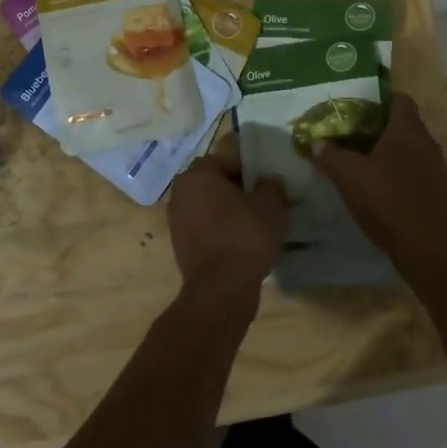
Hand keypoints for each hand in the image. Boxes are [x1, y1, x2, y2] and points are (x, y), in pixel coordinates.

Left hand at [167, 136, 289, 301]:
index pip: (225, 159)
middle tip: (261, 201)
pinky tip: (240, 243)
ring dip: (227, 211)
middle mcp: (180, 192)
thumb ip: (271, 185)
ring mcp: (176, 220)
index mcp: (198, 173)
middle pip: (213, 182)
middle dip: (235, 189)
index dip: (248, 169)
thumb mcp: (270, 204)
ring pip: (207, 206)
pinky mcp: (179, 246)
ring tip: (253, 223)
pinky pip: (204, 228)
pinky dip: (220, 231)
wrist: (221, 288)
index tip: (265, 183)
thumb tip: (269, 181)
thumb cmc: (245, 235)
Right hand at [312, 93, 446, 270]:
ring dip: (394, 154)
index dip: (379, 101)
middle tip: (354, 139)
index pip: (399, 99)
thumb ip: (330, 155)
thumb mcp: (348, 176)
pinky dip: (404, 176)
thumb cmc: (387, 202)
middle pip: (405, 125)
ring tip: (368, 167)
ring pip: (413, 150)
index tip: (358, 111)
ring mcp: (439, 169)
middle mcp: (428, 143)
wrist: (428, 250)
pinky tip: (387, 193)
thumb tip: (317, 141)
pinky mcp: (442, 193)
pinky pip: (420, 173)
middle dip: (381, 129)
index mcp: (407, 130)